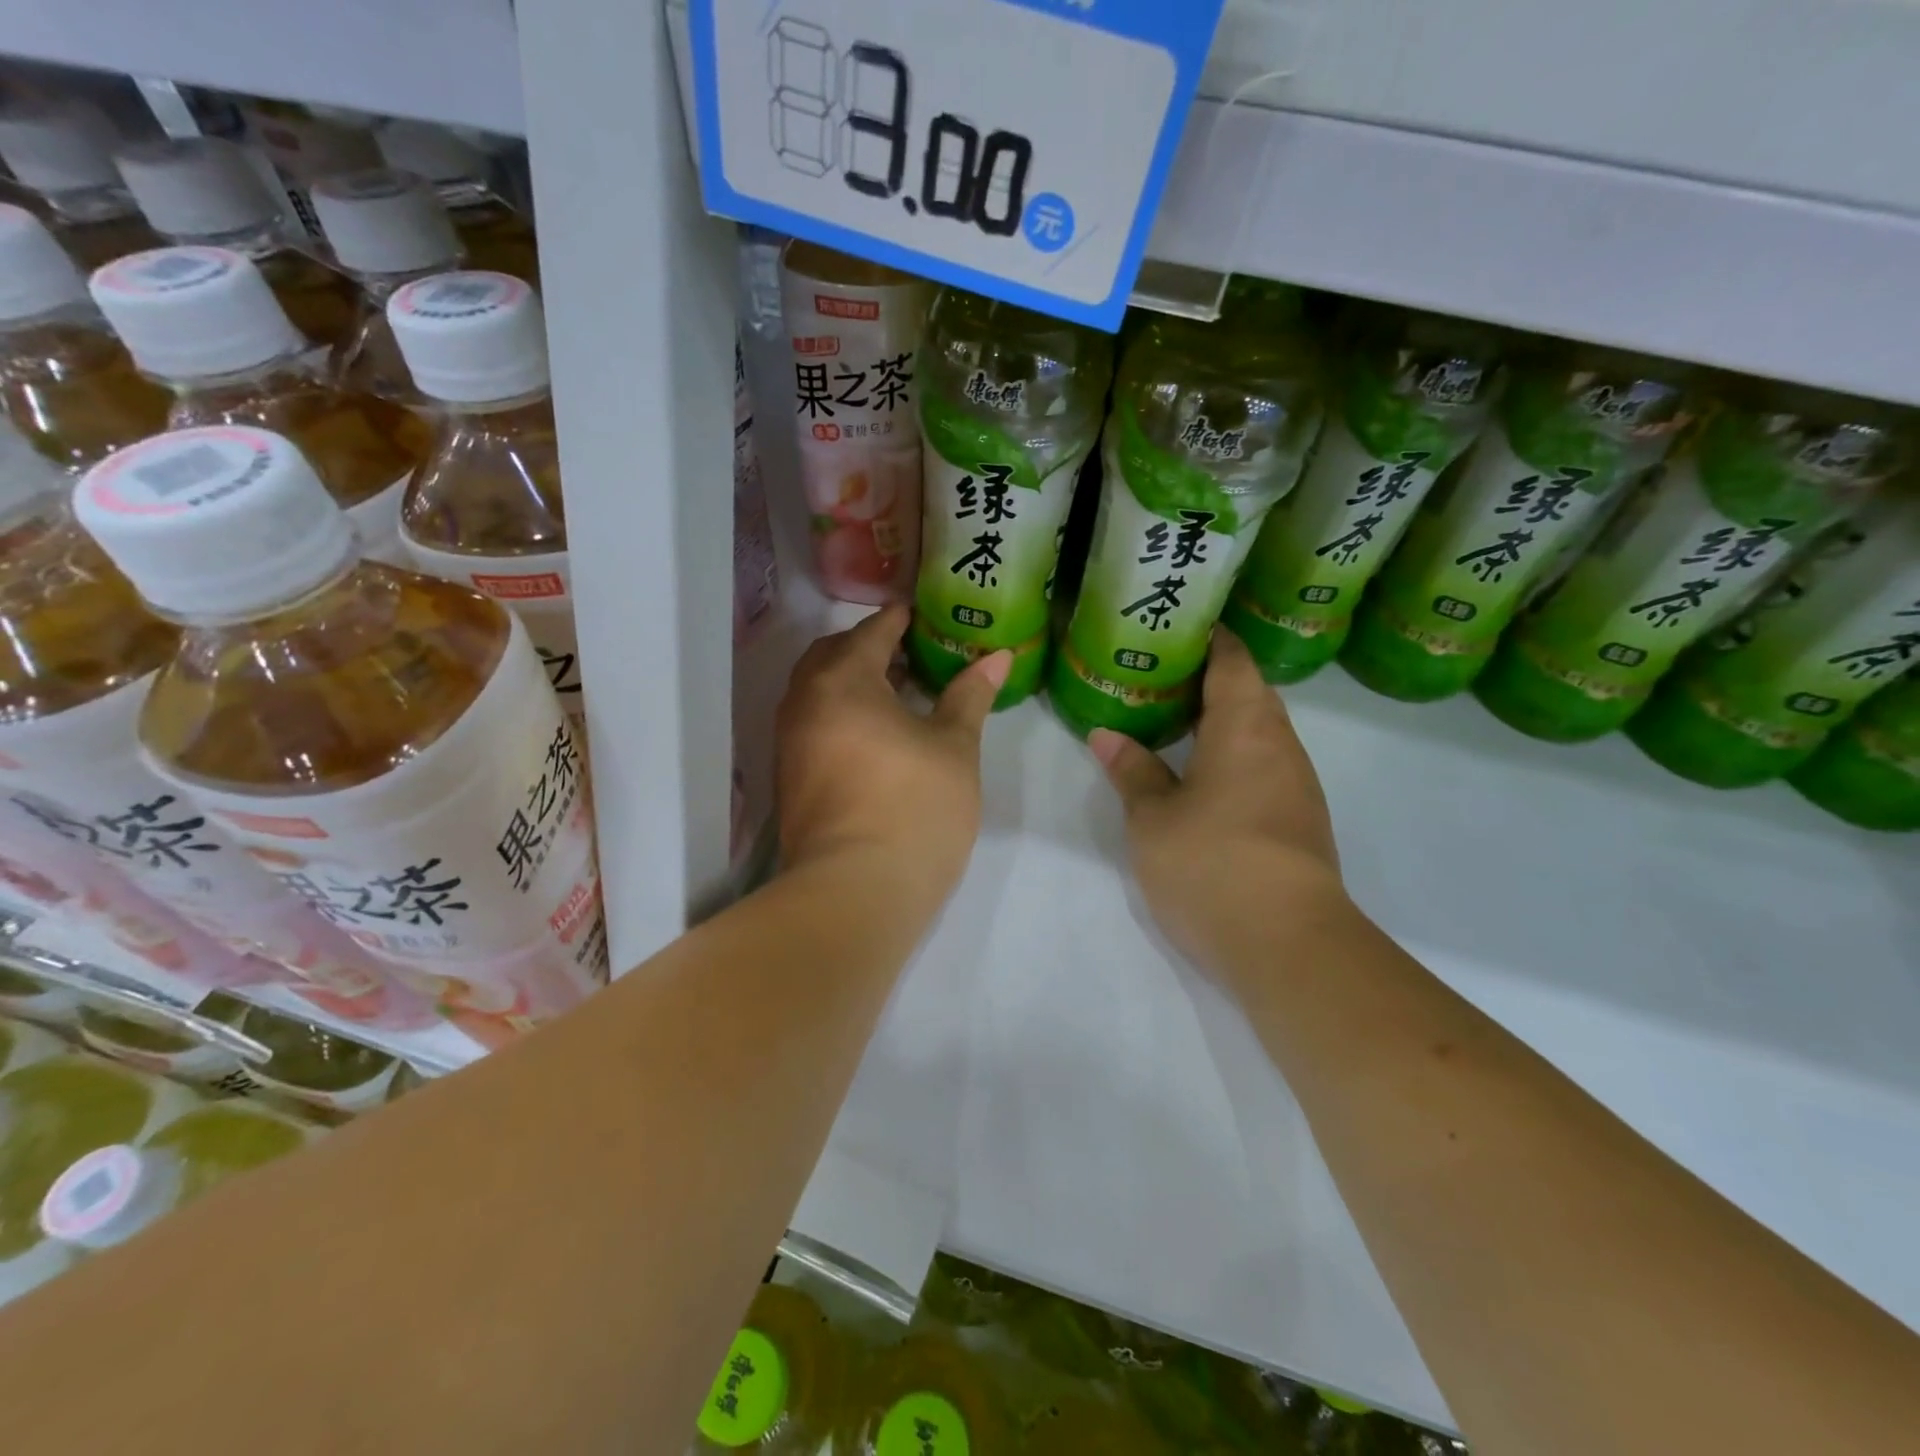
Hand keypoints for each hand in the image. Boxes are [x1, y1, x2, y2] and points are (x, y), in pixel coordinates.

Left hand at [776, 605, 1011, 903]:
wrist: (856, 892)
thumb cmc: (914, 807)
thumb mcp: (954, 747)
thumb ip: (969, 696)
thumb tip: (998, 656)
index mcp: (842, 681)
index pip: (870, 633)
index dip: (897, 620)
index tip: (920, 614)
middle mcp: (804, 703)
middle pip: (832, 657)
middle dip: (867, 648)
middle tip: (909, 654)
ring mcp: (789, 744)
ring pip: (818, 693)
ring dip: (851, 683)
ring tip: (896, 694)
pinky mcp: (789, 780)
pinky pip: (813, 725)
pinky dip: (840, 715)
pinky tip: (875, 736)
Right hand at [1089, 628, 1346, 973]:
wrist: (1288, 944)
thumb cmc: (1211, 862)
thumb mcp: (1153, 817)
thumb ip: (1132, 770)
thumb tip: (1106, 734)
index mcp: (1245, 726)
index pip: (1231, 659)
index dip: (1206, 637)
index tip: (1172, 629)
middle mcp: (1280, 744)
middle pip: (1250, 692)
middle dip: (1207, 679)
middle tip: (1155, 677)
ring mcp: (1297, 784)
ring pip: (1259, 732)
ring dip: (1221, 720)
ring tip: (1171, 721)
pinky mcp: (1299, 819)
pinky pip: (1265, 765)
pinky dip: (1233, 755)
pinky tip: (1201, 775)